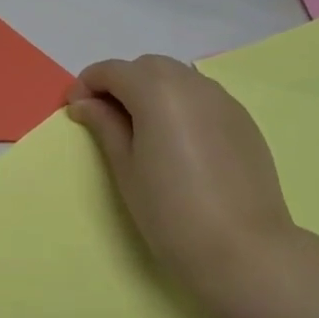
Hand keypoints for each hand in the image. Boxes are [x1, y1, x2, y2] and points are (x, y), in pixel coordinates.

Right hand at [65, 55, 300, 315]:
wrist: (243, 250)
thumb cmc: (170, 213)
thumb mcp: (126, 169)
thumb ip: (104, 126)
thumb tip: (84, 103)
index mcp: (157, 92)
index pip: (113, 71)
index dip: (87, 84)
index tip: (75, 109)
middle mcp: (192, 84)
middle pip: (147, 67)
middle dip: (121, 82)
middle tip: (106, 118)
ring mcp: (223, 100)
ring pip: (178, 78)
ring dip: (153, 90)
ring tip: (142, 129)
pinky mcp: (243, 120)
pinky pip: (202, 96)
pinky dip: (181, 104)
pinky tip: (178, 140)